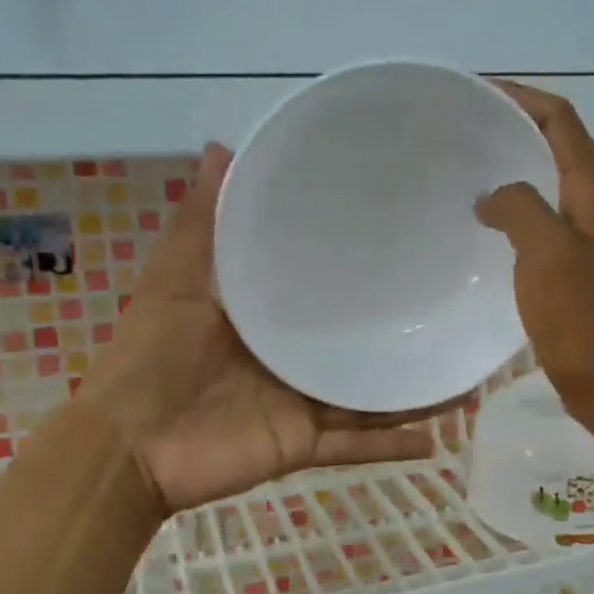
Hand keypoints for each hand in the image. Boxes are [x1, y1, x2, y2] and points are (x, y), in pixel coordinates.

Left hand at [77, 144, 441, 515]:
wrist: (129, 444)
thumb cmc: (151, 356)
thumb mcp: (177, 280)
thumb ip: (201, 223)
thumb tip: (221, 147)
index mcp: (266, 317)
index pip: (322, 288)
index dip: (358, 268)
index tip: (404, 239)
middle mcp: (292, 358)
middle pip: (355, 344)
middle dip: (399, 330)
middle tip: (453, 305)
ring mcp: (302, 404)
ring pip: (369, 395)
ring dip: (411, 387)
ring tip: (465, 370)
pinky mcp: (304, 444)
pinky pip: (357, 445)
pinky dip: (392, 446)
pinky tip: (438, 438)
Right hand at [475, 82, 593, 425]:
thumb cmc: (586, 322)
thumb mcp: (548, 255)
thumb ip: (519, 208)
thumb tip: (493, 195)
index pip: (561, 120)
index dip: (521, 98)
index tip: (475, 91)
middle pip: (556, 147)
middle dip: (513, 129)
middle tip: (460, 131)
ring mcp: (591, 238)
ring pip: (549, 186)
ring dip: (513, 171)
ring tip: (465, 171)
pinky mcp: (579, 268)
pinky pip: (544, 222)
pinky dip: (516, 211)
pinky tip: (485, 227)